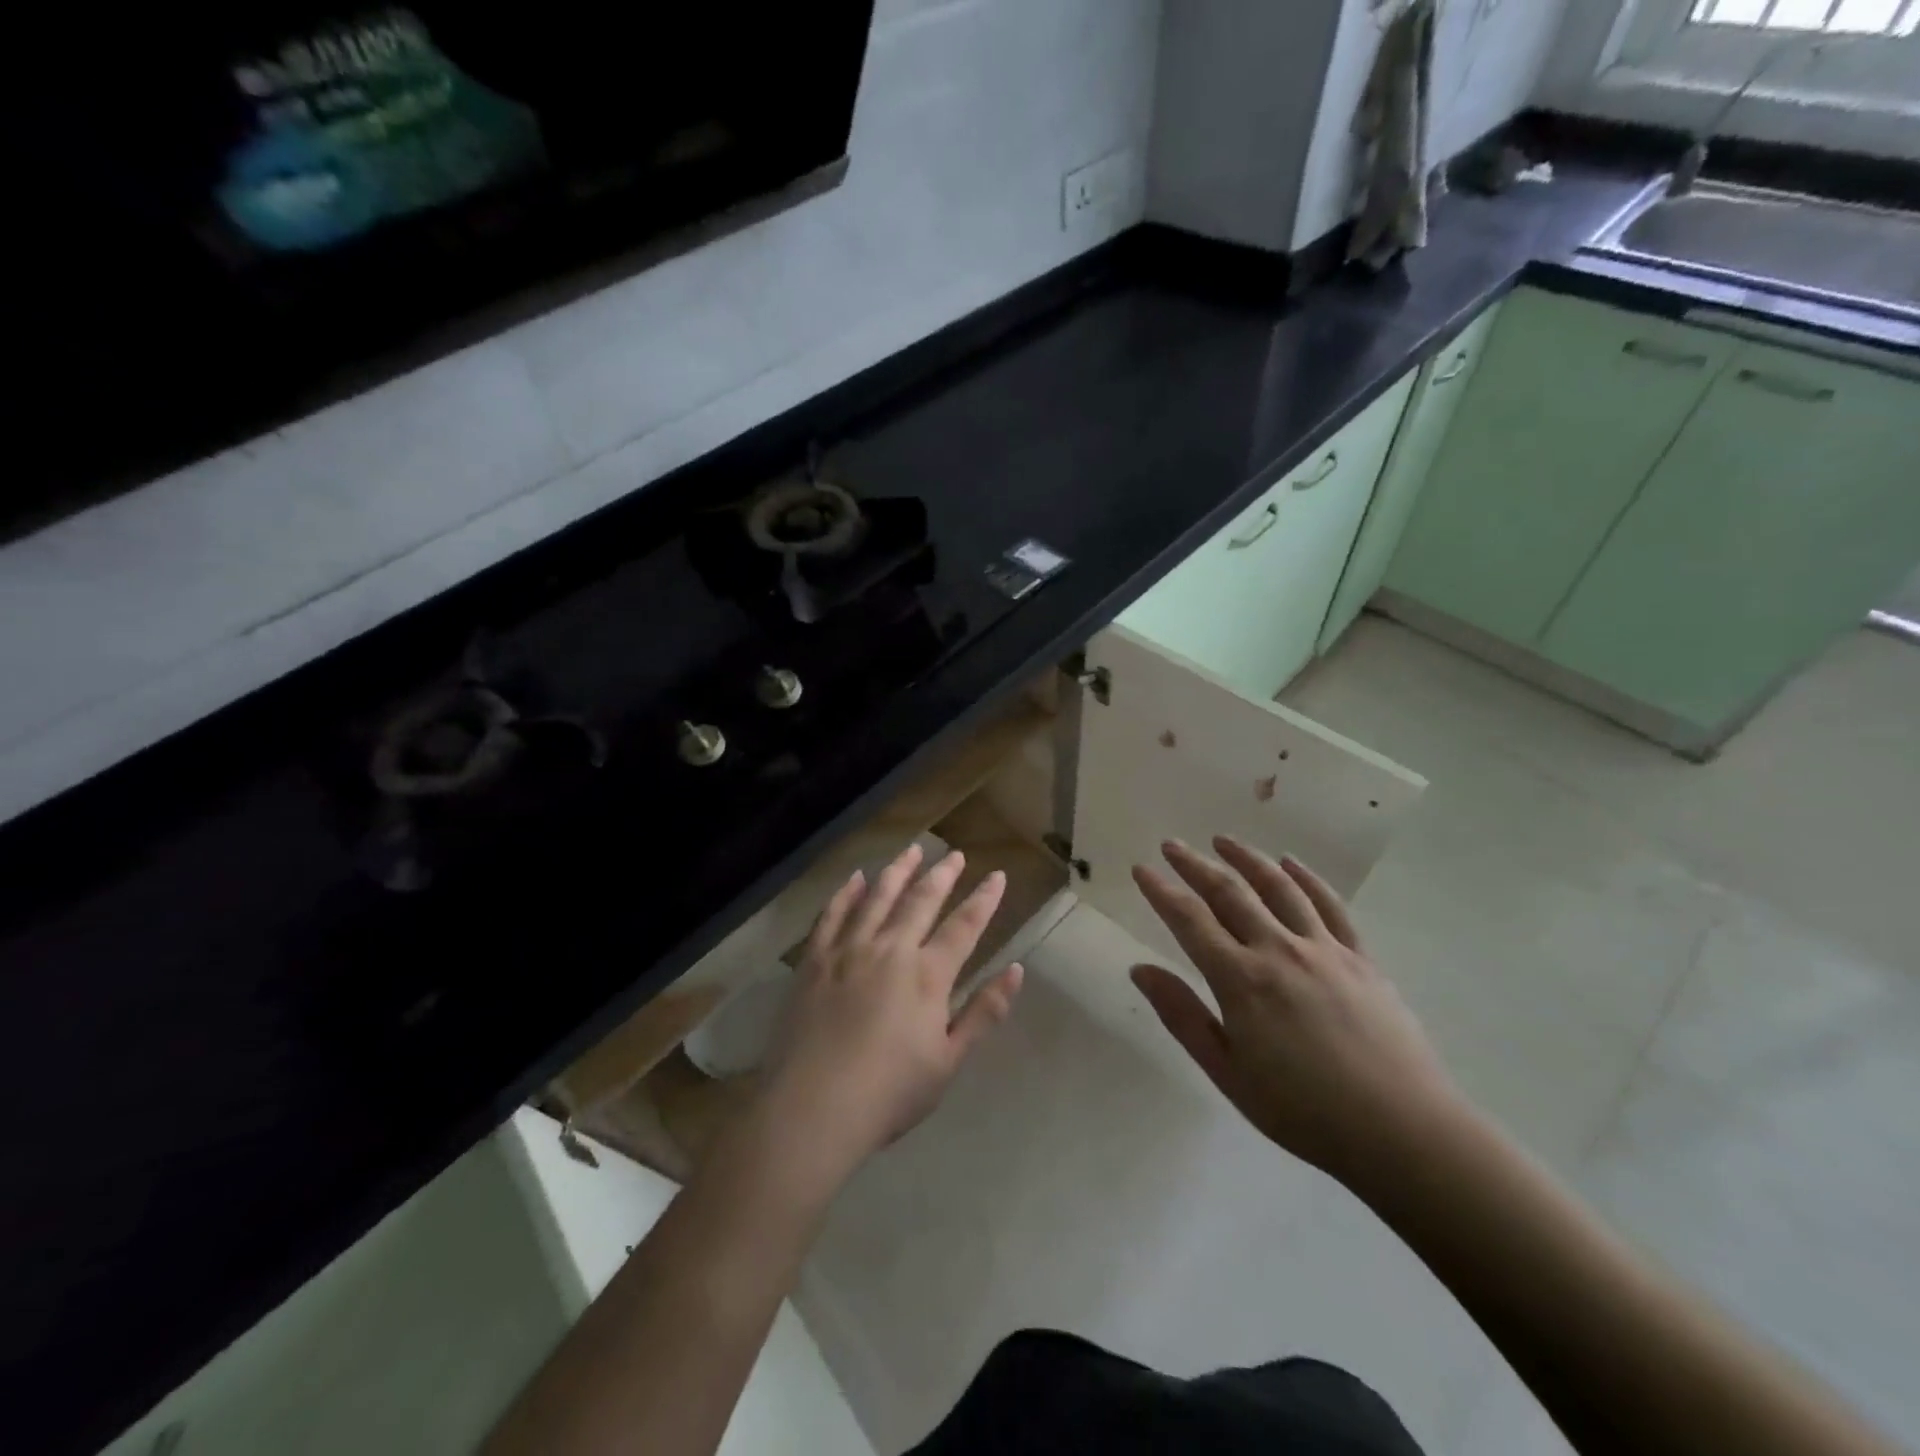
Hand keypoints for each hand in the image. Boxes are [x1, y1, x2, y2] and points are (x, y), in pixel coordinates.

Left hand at [757, 844, 1023, 1182]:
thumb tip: (1015, 970)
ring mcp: (848, 950)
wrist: (811, 1109)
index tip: (997, 876)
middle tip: (954, 855)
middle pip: (920, 901)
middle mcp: (890, 950)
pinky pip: (833, 914)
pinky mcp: (814, 960)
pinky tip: (856, 878)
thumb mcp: (948, 1062)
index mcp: (927, 975)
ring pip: (877, 897)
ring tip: (912, 850)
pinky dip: (846, 892)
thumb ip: (983, 1013)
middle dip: (942, 874)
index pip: (963, 926)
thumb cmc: (888, 1093)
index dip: (983, 900)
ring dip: (898, 871)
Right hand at [1130, 837, 1466, 1197]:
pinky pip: (1330, 906)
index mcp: (1241, 981)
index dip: (1162, 891)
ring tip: (1223, 840)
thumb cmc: (1304, 1112)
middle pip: (1230, 893)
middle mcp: (1279, 950)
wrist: (1403, 1132)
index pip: (1190, 920)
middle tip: (1171, 845)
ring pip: (1278, 888)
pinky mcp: (1361, 958)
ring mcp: (1324, 949)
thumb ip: (1183, 1016)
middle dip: (1195, 865)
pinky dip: (1307, 879)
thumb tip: (1140, 969)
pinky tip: (1290, 864)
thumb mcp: (1228, 1073)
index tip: (1141, 869)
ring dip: (1247, 858)